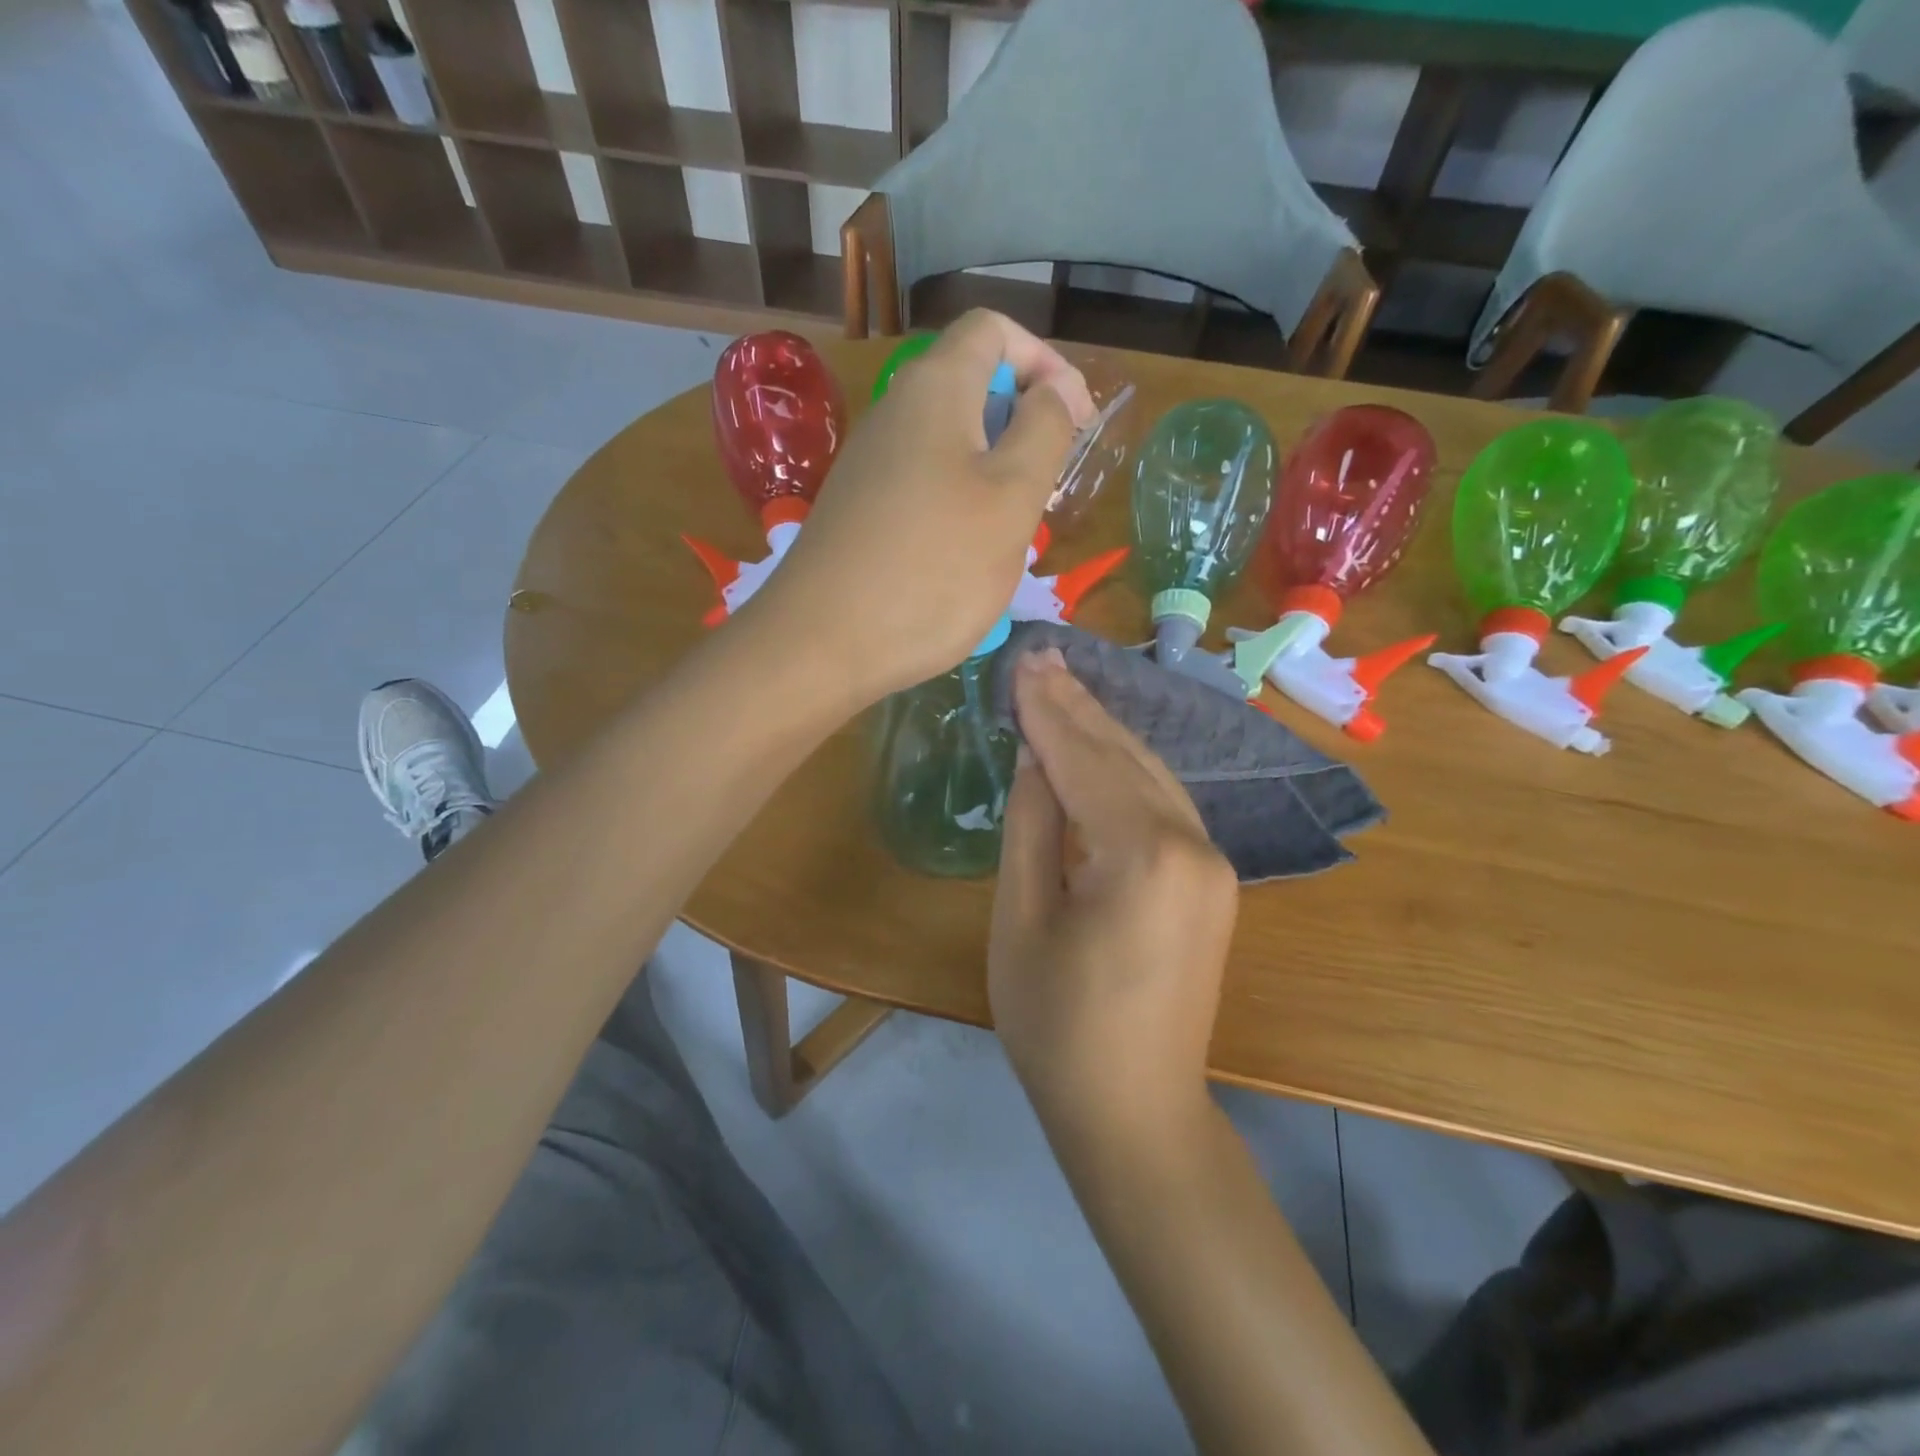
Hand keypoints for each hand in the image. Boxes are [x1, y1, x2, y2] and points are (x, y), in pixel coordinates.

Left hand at [747, 311, 1094, 702]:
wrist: (821, 644)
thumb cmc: (932, 567)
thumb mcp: (1011, 497)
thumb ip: (1044, 430)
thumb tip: (1053, 390)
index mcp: (934, 389)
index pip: (994, 331)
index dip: (1045, 363)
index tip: (1076, 422)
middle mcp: (894, 412)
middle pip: (971, 386)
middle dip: (1022, 425)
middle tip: (1046, 488)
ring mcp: (869, 464)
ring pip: (948, 444)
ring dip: (992, 473)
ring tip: (1010, 532)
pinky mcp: (858, 510)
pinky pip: (922, 485)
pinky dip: (956, 505)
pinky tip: (961, 558)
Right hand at [988, 650, 1238, 1150]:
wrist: (1136, 1111)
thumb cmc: (1057, 1026)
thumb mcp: (1023, 919)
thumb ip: (1032, 825)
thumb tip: (1034, 756)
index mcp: (1144, 854)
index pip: (1085, 759)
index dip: (1048, 709)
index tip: (1022, 660)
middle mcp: (1193, 844)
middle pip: (1125, 755)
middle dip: (1078, 705)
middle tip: (1040, 656)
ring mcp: (1213, 861)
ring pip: (1150, 774)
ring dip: (1103, 730)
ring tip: (1062, 685)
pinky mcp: (1212, 880)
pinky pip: (1164, 804)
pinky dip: (1125, 769)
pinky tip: (1100, 745)